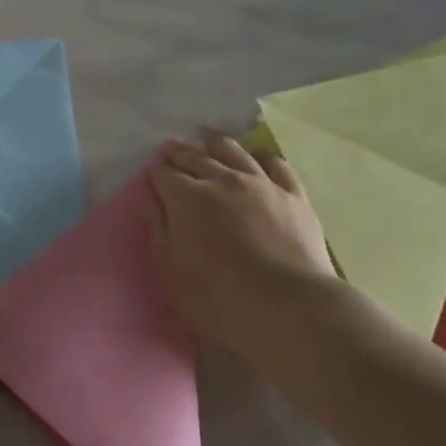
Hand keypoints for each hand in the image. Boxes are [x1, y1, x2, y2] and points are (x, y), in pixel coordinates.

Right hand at [148, 131, 337, 372]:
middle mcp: (222, 180)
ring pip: (234, 152)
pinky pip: (276, 166)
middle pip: (195, 158)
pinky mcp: (294, 196)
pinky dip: (261, 157)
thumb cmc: (218, 298)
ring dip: (216, 143)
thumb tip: (152, 198)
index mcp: (187, 198)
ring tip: (207, 136)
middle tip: (171, 148)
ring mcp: (262, 184)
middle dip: (180, 153)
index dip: (155, 172)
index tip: (151, 172)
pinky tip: (257, 158)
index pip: (164, 175)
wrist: (289, 308)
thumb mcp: (172, 270)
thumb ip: (159, 229)